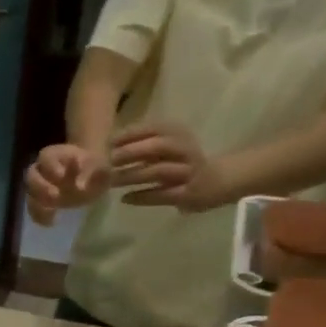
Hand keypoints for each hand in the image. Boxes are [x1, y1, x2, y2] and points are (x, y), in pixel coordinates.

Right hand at [25, 144, 110, 225]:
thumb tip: (81, 187)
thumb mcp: (100, 165)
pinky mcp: (42, 201)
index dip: (52, 166)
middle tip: (55, 196)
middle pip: (32, 175)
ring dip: (37, 203)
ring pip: (30, 193)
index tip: (61, 175)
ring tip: (51, 211)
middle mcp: (43, 169)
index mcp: (56, 154)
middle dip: (41, 186)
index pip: (47, 157)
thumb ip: (92, 170)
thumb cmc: (96, 167)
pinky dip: (39, 216)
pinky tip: (50, 222)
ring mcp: (41, 186)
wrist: (93, 176)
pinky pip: (34, 208)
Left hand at [110, 122, 237, 211]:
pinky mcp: (188, 193)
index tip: (107, 142)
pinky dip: (142, 196)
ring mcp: (188, 172)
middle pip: (157, 146)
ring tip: (112, 181)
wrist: (218, 181)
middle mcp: (185, 149)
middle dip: (131, 152)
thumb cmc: (184, 161)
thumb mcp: (169, 146)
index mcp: (179, 133)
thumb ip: (146, 144)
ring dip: (132, 175)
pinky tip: (125, 198)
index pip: (153, 128)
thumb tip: (110, 146)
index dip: (130, 134)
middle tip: (108, 161)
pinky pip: (162, 194)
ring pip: (158, 171)